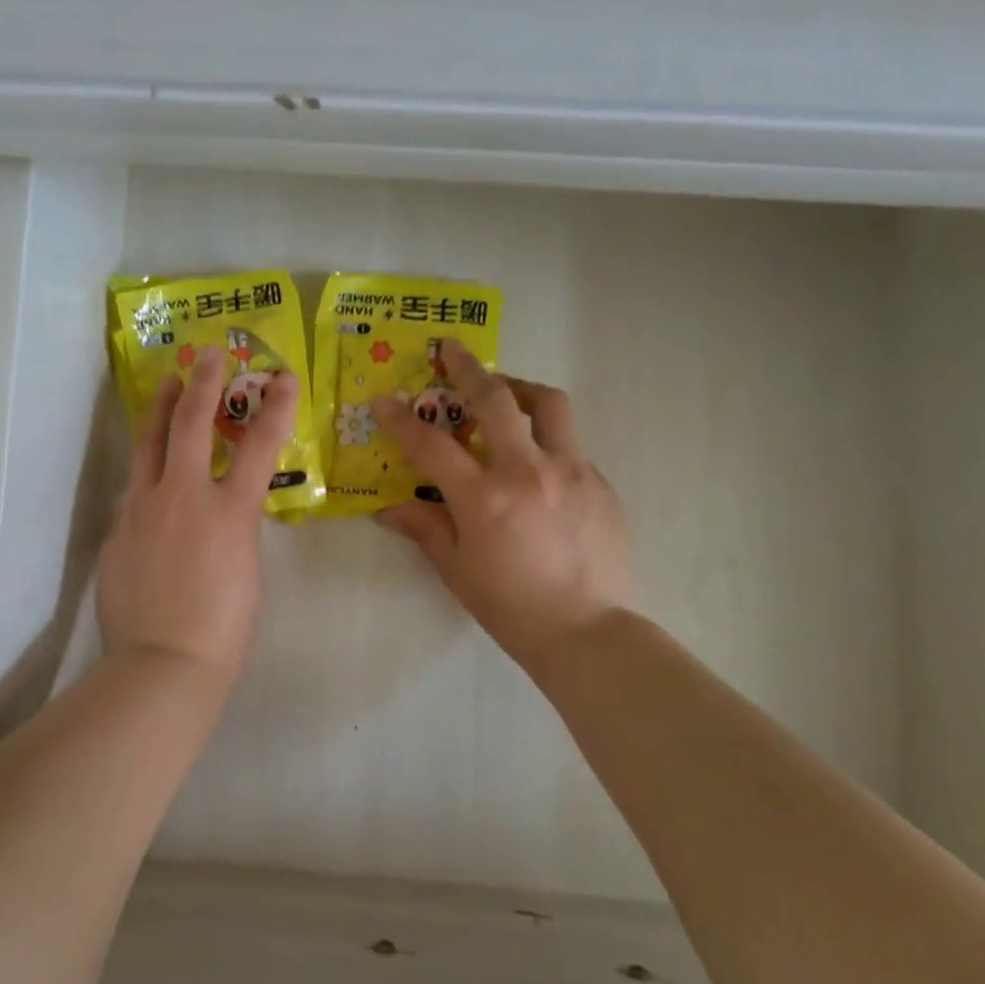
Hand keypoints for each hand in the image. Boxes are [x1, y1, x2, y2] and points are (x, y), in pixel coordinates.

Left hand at [97, 346, 299, 686]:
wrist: (162, 664)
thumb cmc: (224, 631)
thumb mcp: (248, 570)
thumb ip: (234, 528)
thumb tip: (218, 512)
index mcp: (229, 513)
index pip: (258, 446)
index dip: (275, 407)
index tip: (283, 378)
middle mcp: (182, 498)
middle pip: (191, 424)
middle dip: (203, 383)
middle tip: (207, 355)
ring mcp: (142, 510)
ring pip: (148, 445)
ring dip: (160, 410)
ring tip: (165, 385)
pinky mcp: (116, 531)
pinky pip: (134, 492)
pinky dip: (148, 477)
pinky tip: (151, 481)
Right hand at [374, 341, 631, 671]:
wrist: (586, 632)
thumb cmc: (510, 606)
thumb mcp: (456, 569)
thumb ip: (424, 528)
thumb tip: (388, 508)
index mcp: (484, 498)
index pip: (431, 445)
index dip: (401, 419)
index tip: (384, 400)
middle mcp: (528, 472)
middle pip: (496, 399)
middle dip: (468, 369)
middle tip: (452, 351)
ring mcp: (572, 473)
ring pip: (549, 405)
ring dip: (520, 389)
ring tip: (504, 393)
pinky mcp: (600, 483)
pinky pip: (571, 445)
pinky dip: (546, 440)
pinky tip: (537, 466)